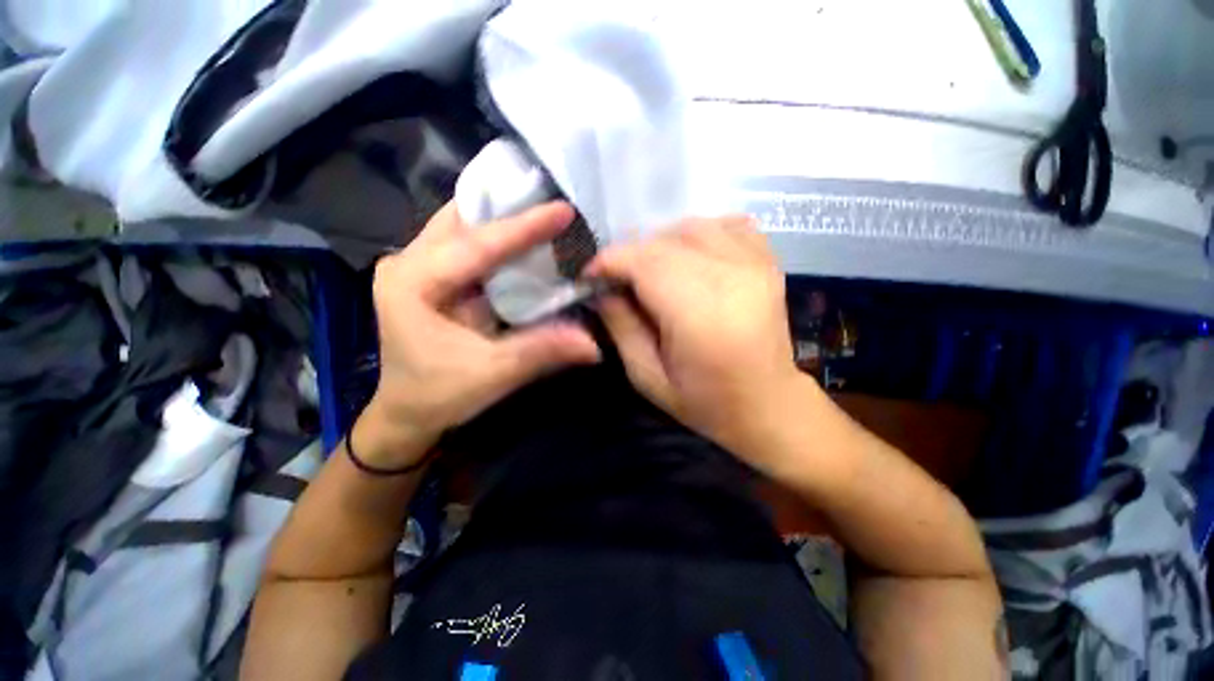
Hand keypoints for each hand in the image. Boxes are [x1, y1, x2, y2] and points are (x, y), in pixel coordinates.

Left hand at [356, 201, 601, 467]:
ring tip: (543, 211)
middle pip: (462, 220)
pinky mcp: (431, 276)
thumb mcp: (492, 375)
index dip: (523, 227)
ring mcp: (416, 267)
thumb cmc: (439, 396)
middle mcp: (407, 263)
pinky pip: (467, 244)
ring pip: (463, 226)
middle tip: (553, 198)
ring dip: (502, 219)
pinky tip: (525, 240)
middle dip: (507, 207)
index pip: (475, 245)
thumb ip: (541, 351)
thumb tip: (594, 344)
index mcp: (412, 284)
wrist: (407, 414)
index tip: (564, 210)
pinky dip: (498, 239)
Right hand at [586, 216, 814, 472]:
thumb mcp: (647, 377)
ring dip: (661, 244)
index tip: (591, 276)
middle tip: (618, 281)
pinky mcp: (768, 261)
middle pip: (664, 241)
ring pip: (692, 227)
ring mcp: (755, 264)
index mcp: (699, 314)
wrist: (769, 405)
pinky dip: (699, 236)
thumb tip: (603, 290)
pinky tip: (690, 259)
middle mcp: (730, 277)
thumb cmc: (705, 401)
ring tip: (652, 272)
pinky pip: (726, 225)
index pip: (644, 262)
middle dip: (630, 255)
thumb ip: (621, 328)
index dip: (610, 261)